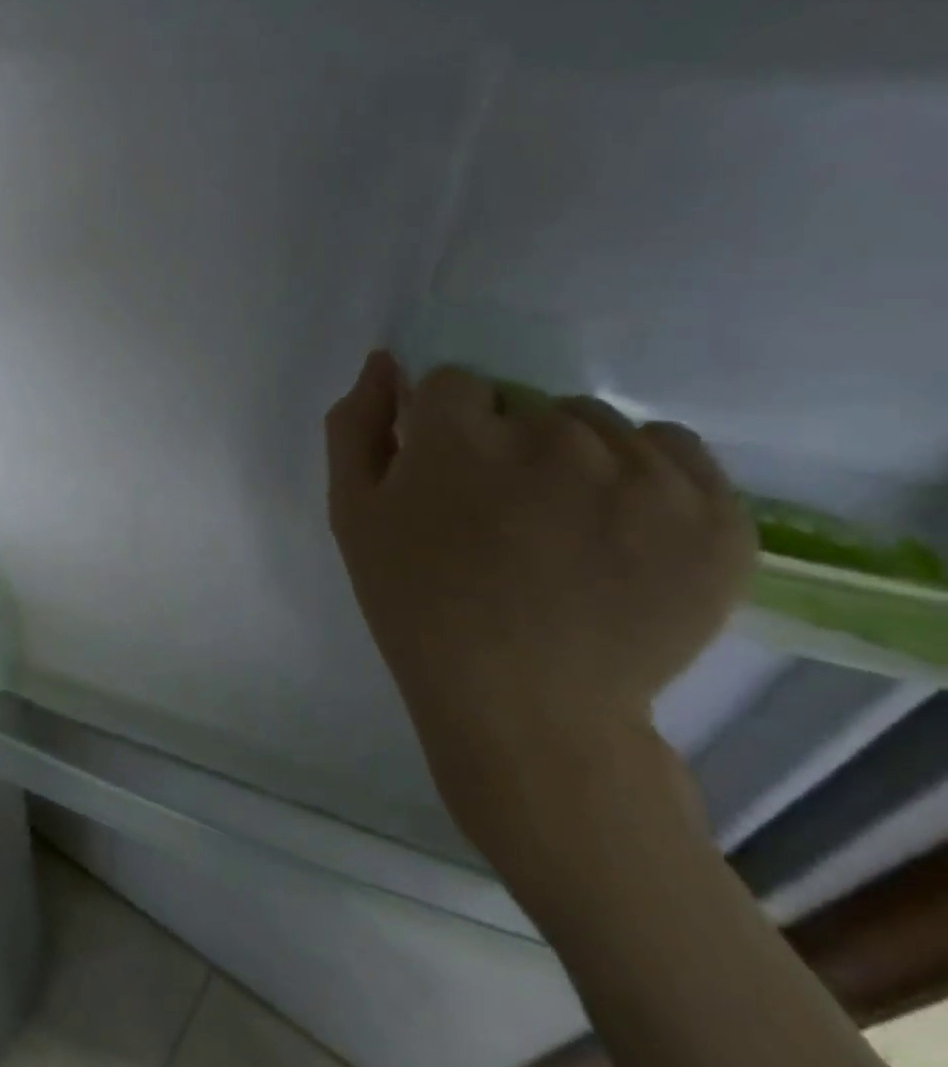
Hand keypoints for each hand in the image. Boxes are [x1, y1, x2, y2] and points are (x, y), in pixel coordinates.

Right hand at [324, 352, 755, 874]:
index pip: (451, 384)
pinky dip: (645, 473)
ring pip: (596, 423)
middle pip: (525, 402)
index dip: (440, 429)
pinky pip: (675, 449)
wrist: (525, 705)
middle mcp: (553, 437)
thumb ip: (356, 427)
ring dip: (572, 456)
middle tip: (499, 515)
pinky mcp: (713, 514)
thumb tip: (384, 360)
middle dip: (504, 441)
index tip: (443, 480)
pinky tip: (619, 524)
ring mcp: (642, 475)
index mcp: (458, 438)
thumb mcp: (353, 516)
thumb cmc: (417, 607)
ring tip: (561, 526)